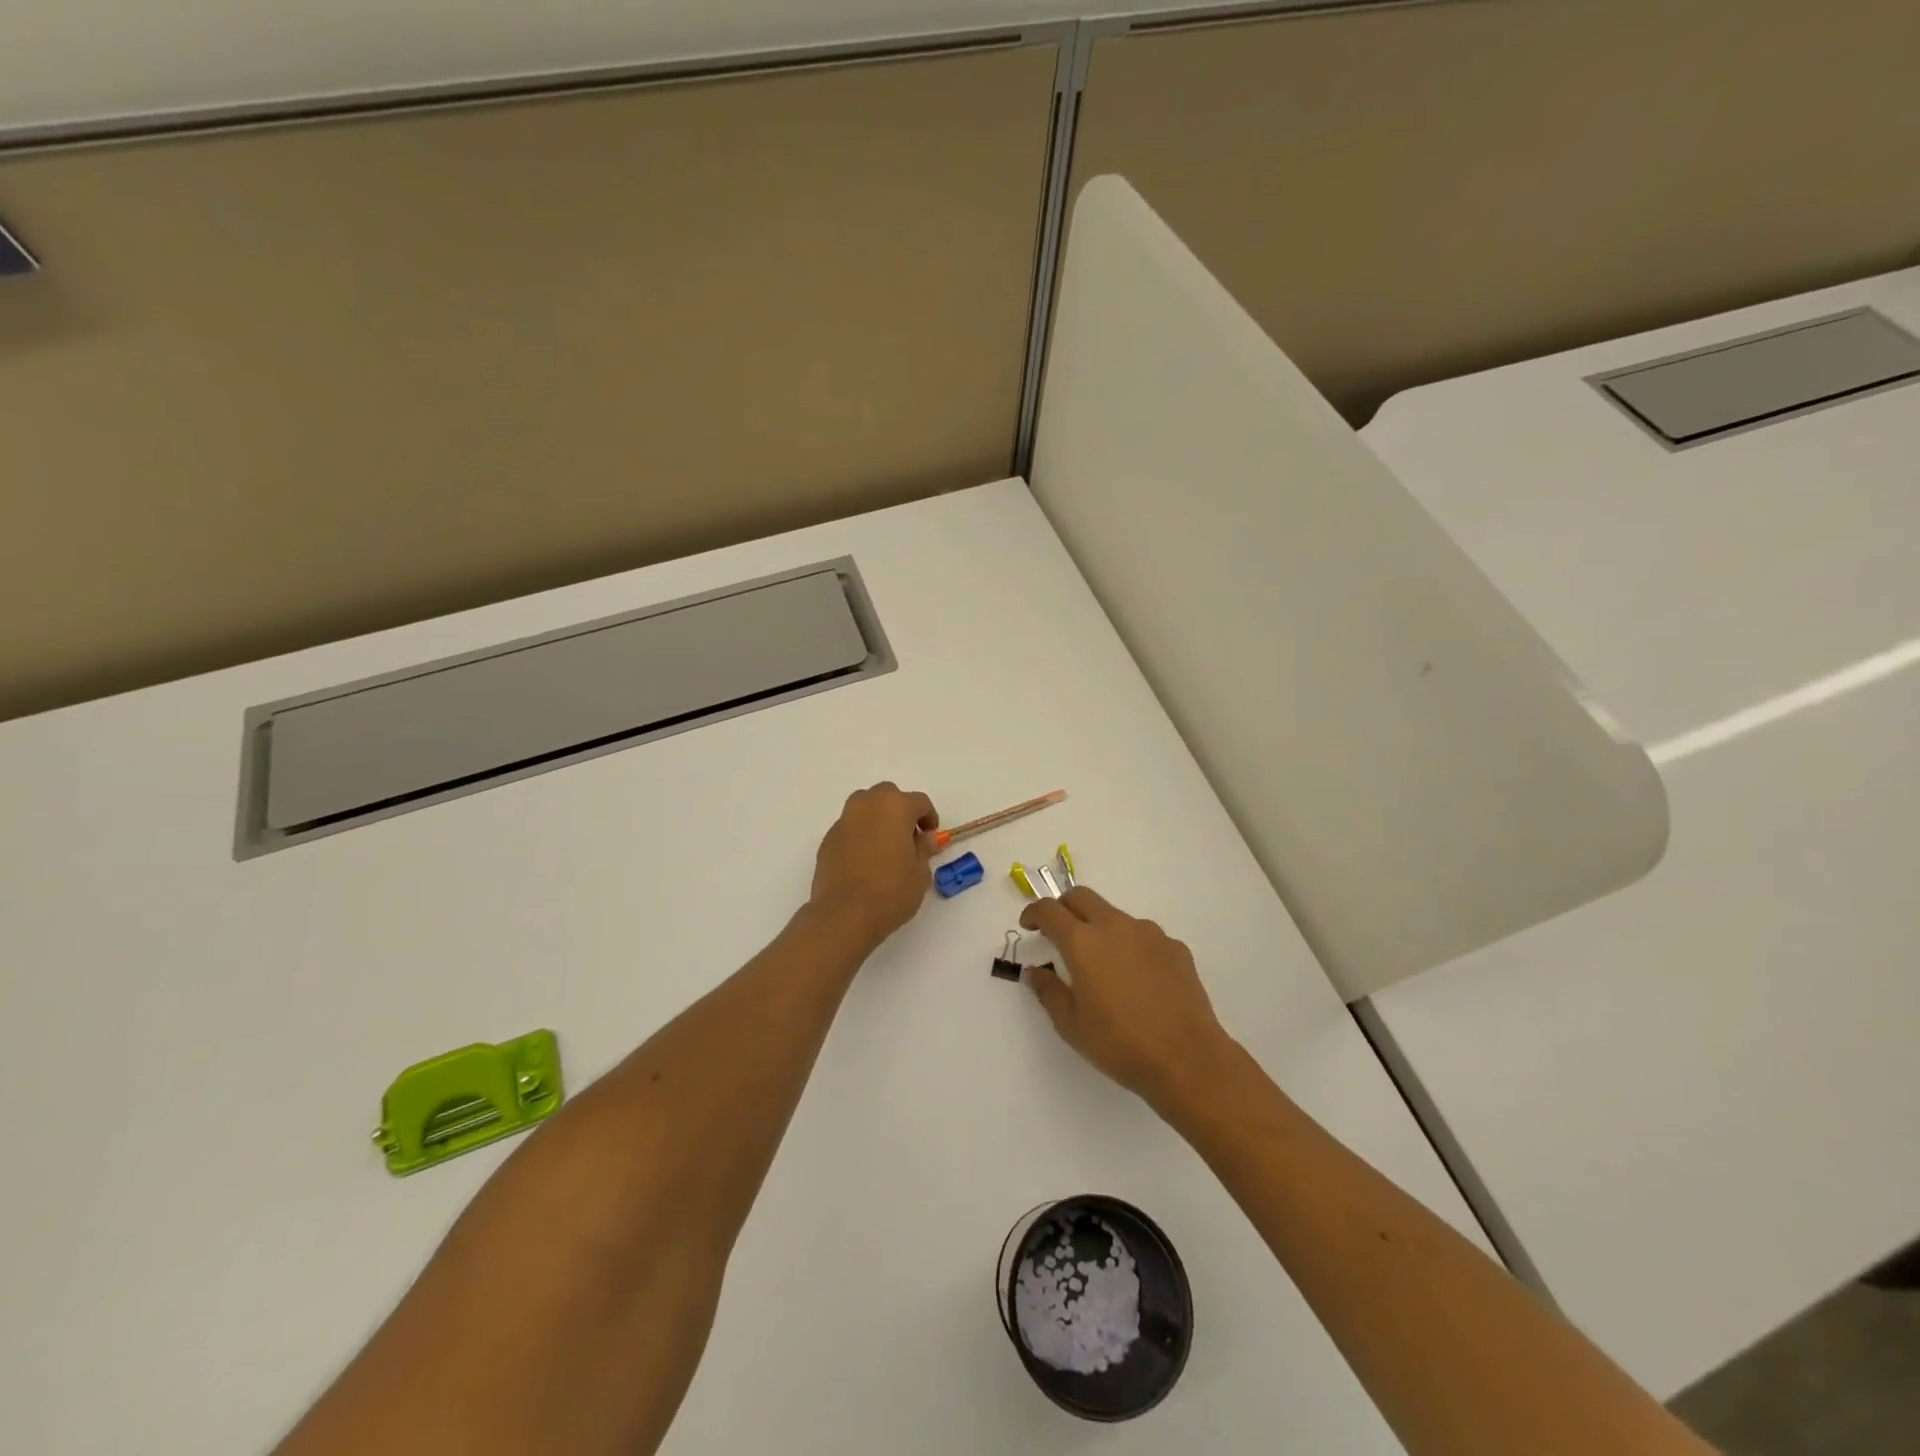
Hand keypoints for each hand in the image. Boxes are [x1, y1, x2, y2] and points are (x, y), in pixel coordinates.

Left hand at [809, 783, 938, 948]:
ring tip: (884, 846)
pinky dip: (859, 835)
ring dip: (876, 818)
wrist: (845, 915)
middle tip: (907, 837)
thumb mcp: (920, 873)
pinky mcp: (827, 840)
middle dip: (899, 810)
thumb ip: (924, 849)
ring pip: (864, 807)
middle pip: (887, 795)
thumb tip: (925, 838)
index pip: (919, 801)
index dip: (928, 817)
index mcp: (895, 807)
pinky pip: (849, 828)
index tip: (930, 836)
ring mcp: (843, 821)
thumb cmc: (891, 891)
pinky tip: (864, 861)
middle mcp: (867, 806)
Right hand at [1019, 888, 1234, 1106]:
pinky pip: (1144, 937)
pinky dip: (1131, 947)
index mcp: (1083, 942)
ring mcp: (1149, 933)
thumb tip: (1035, 972)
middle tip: (1058, 931)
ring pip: (1115, 916)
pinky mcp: (1175, 947)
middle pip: (1082, 897)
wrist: (1187, 1059)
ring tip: (1102, 965)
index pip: (1049, 910)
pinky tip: (1137, 979)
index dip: (1034, 913)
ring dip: (1100, 928)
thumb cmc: (1120, 1044)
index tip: (1028, 925)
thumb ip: (1048, 992)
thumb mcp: (1071, 1025)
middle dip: (1064, 907)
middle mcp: (1115, 926)